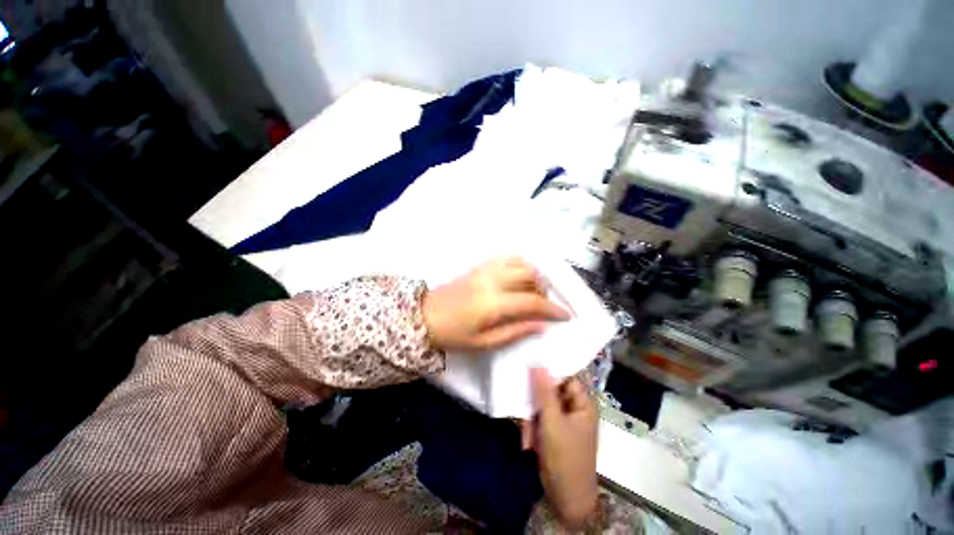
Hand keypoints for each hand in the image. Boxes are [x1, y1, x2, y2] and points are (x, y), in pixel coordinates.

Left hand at [423, 257, 569, 351]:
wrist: (424, 316)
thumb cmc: (453, 334)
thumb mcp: (485, 342)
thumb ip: (515, 331)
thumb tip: (542, 325)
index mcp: (493, 303)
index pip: (532, 301)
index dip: (553, 309)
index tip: (566, 315)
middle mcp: (492, 280)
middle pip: (530, 276)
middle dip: (545, 291)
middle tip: (546, 306)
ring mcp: (485, 270)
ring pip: (520, 263)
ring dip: (534, 275)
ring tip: (535, 291)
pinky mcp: (479, 266)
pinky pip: (505, 258)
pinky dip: (520, 264)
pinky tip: (521, 275)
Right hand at [530, 368, 598, 528]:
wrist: (567, 500)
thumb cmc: (564, 458)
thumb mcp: (552, 422)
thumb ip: (544, 392)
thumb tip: (538, 364)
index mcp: (583, 403)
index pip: (566, 376)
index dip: (549, 369)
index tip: (529, 362)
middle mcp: (575, 407)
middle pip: (551, 390)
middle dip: (535, 400)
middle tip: (522, 405)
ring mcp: (564, 419)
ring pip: (543, 405)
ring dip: (532, 417)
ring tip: (526, 433)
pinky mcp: (555, 430)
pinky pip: (541, 418)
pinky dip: (533, 427)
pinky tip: (527, 441)